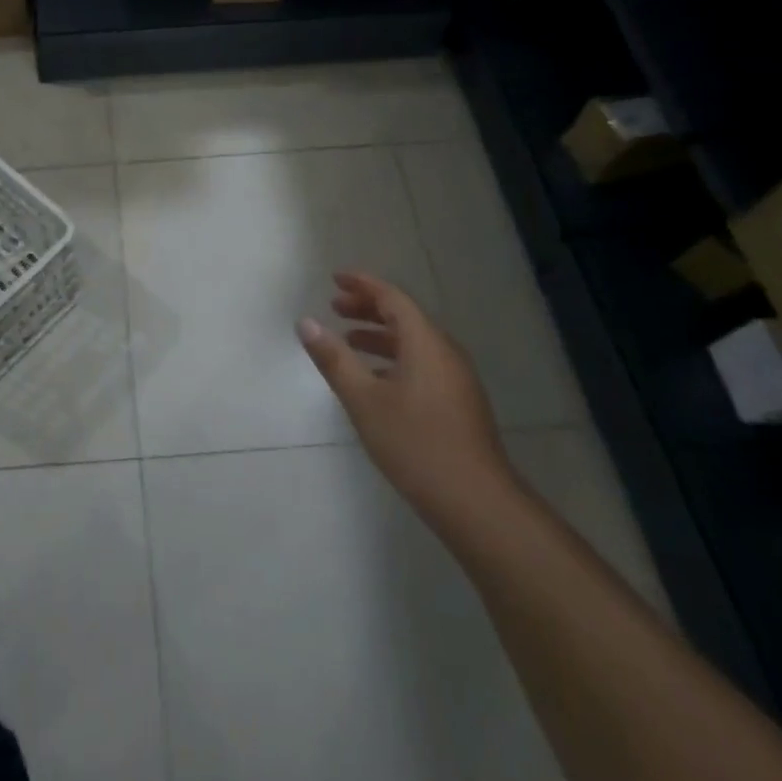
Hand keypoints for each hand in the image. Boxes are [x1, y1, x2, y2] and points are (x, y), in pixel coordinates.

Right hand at [298, 271, 517, 527]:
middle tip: (335, 306)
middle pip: (405, 316)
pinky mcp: (458, 401)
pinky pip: (421, 362)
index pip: (392, 298)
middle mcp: (445, 352)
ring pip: (414, 341)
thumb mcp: (363, 400)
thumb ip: (334, 359)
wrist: (475, 501)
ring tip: (348, 339)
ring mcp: (456, 378)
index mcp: (426, 343)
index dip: (363, 284)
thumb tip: (306, 322)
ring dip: (380, 334)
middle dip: (368, 307)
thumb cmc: (415, 444)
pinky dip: (393, 357)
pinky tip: (375, 378)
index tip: (335, 278)